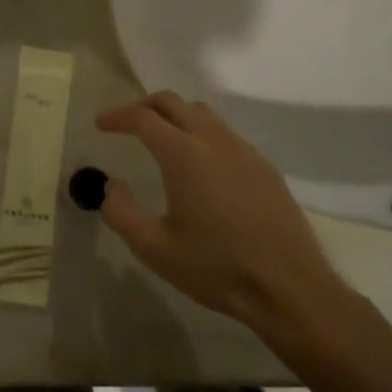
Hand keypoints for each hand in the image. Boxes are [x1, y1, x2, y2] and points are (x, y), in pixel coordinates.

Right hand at [95, 92, 353, 338]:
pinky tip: (200, 166)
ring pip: (202, 114)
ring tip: (161, 140)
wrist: (290, 289)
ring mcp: (243, 151)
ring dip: (175, 116)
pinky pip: (225, 134)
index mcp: (184, 154)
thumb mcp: (154, 249)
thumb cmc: (216, 268)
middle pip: (173, 102)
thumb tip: (111, 185)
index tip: (101, 125)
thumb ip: (121, 213)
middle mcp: (214, 141)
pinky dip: (201, 134)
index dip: (117, 116)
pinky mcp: (264, 167)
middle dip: (144, 106)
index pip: (143, 118)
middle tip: (127, 124)